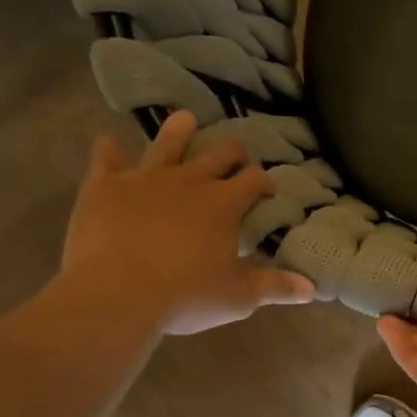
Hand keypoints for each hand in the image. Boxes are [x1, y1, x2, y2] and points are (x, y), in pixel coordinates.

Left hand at [59, 111, 315, 334]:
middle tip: (235, 159)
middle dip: (232, 153)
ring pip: (167, 143)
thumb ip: (275, 286)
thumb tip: (312, 289)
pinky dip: (108, 150)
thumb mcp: (238, 297)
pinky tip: (108, 142)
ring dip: (179, 131)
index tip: (268, 190)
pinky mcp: (105, 186)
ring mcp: (145, 178)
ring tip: (185, 119)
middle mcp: (189, 180)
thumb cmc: (185, 295)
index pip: (254, 180)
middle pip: (219, 153)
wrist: (116, 293)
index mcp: (224, 203)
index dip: (264, 182)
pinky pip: (105, 159)